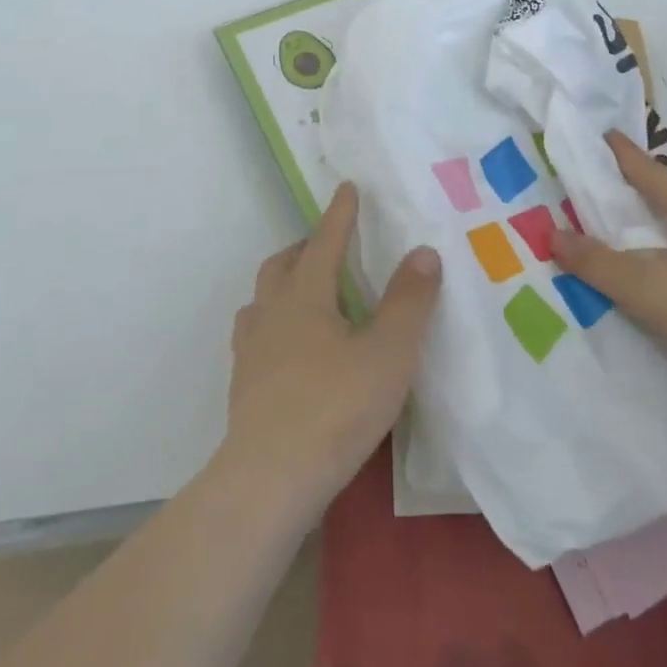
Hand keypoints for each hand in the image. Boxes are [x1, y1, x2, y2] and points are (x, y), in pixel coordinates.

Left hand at [222, 183, 440, 513]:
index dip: (340, 213)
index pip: (325, 241)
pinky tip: (288, 347)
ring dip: (283, 283)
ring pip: (263, 298)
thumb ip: (409, 301)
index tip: (347, 187)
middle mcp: (272, 312)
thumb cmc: (335, 407)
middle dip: (306, 246)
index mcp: (306, 295)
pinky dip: (273, 322)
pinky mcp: (243, 384)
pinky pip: (256, 334)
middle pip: (283, 264)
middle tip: (329, 244)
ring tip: (306, 292)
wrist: (270, 479)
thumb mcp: (389, 353)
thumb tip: (423, 251)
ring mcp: (251, 349)